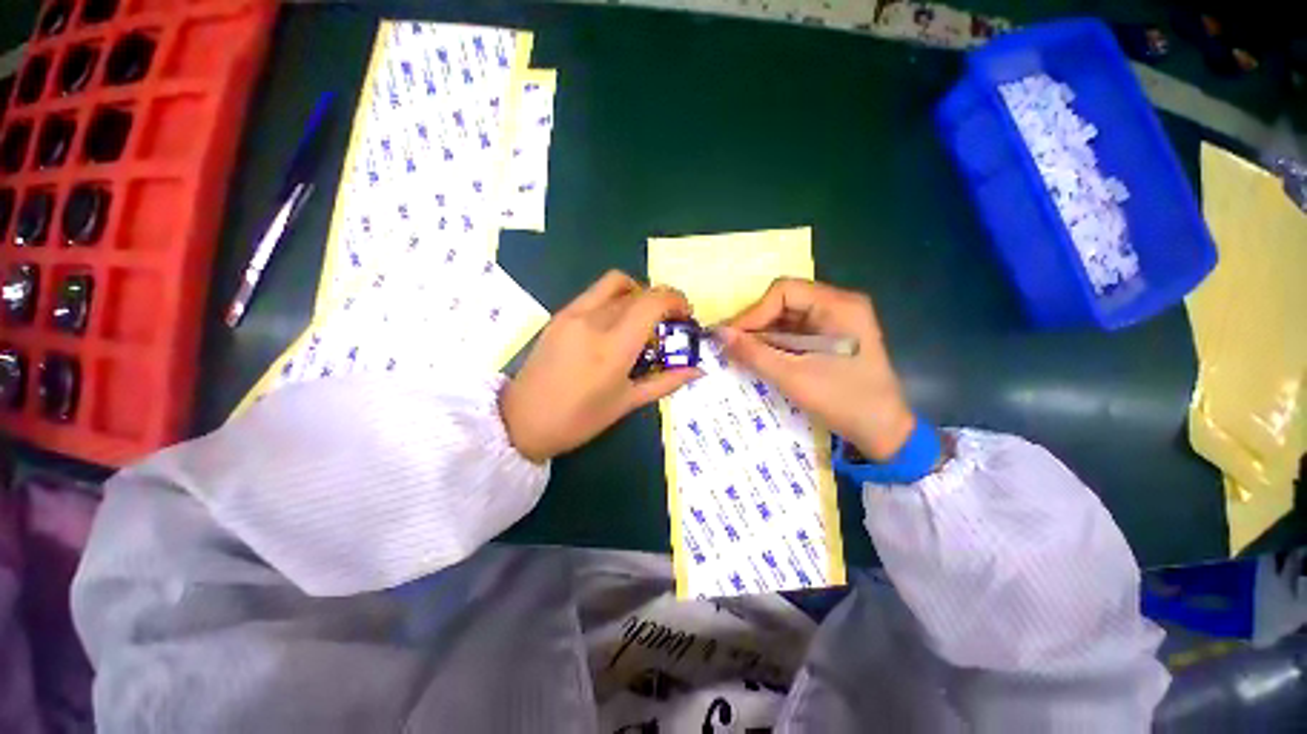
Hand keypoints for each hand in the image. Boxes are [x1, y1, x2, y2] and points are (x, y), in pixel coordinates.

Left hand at [501, 270, 702, 462]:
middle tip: (667, 324)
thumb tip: (698, 370)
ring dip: (638, 294)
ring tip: (642, 319)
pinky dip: (615, 298)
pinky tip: (615, 324)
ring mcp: (573, 313)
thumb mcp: (627, 403)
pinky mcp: (560, 314)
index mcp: (614, 346)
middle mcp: (594, 320)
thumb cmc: (579, 420)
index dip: (676, 300)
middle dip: (661, 301)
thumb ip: (666, 381)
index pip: (653, 301)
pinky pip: (595, 293)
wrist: (521, 421)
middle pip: (639, 291)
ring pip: (616, 284)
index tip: (685, 315)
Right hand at [720, 278, 914, 460]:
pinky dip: (777, 343)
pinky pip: (797, 331)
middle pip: (785, 302)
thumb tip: (719, 334)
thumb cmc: (842, 401)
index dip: (753, 313)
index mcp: (838, 305)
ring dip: (765, 335)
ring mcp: (838, 321)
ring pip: (788, 317)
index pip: (783, 291)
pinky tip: (763, 358)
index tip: (732, 338)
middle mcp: (839, 305)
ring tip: (744, 354)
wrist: (883, 432)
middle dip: (757, 324)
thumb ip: (753, 353)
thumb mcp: (792, 376)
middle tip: (734, 346)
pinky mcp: (834, 337)